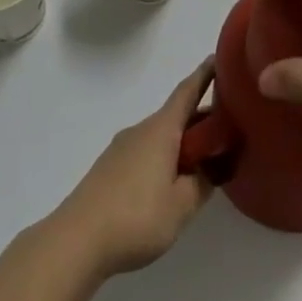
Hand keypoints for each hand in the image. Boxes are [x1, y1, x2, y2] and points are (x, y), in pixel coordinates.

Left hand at [51, 59, 214, 276]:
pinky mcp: (109, 169)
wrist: (75, 242)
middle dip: (201, 120)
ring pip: (160, 136)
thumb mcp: (181, 206)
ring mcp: (121, 149)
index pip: (187, 91)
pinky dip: (163, 158)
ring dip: (182, 142)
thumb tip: (210, 169)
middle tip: (227, 131)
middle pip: (176, 116)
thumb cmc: (135, 217)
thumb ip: (202, 184)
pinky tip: (169, 184)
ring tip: (202, 163)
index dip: (205, 74)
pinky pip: (145, 153)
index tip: (218, 58)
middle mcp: (140, 130)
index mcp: (161, 129)